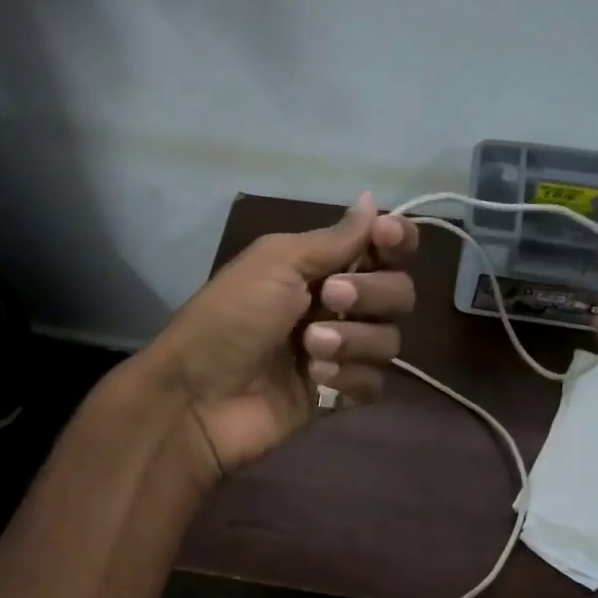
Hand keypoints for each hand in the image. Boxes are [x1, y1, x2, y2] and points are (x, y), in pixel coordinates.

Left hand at [144, 193, 418, 481]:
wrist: (199, 397)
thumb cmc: (230, 318)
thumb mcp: (276, 264)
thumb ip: (333, 239)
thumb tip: (370, 200)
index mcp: (320, 266)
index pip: (382, 247)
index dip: (396, 240)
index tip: (385, 238)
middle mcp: (337, 306)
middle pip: (398, 292)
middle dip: (370, 293)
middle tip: (329, 299)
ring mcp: (340, 352)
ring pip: (389, 339)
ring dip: (353, 341)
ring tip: (309, 349)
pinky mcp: (338, 394)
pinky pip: (375, 382)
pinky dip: (350, 379)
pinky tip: (315, 380)